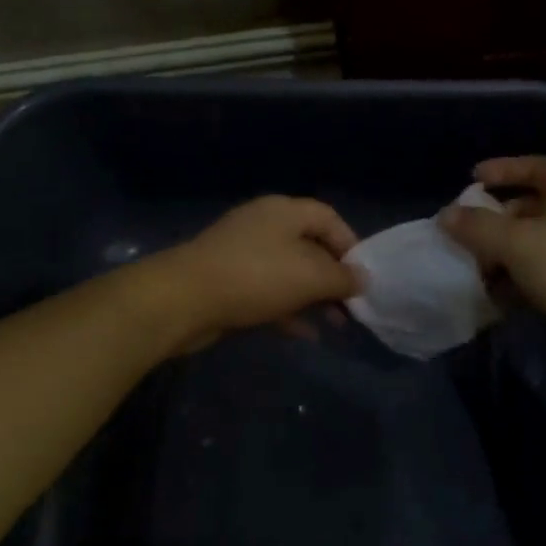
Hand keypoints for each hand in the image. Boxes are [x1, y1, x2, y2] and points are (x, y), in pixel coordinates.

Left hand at [150, 195, 362, 347]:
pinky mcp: (227, 281)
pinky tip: (304, 334)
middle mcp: (264, 225)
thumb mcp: (310, 277)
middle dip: (333, 278)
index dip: (351, 245)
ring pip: (289, 272)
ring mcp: (242, 253)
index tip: (363, 277)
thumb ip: (342, 278)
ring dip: (314, 297)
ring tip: (335, 325)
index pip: (329, 218)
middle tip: (351, 307)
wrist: (181, 300)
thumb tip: (362, 278)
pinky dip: (288, 309)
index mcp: (285, 211)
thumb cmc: (255, 277)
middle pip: (310, 246)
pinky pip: (267, 292)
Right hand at [439, 156, 545, 385]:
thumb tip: (446, 214)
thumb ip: (478, 226)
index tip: (473, 177)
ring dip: (503, 253)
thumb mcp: (517, 242)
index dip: (505, 168)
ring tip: (473, 266)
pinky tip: (495, 295)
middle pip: (531, 207)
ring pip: (533, 244)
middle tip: (466, 230)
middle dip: (497, 218)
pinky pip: (540, 274)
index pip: (537, 166)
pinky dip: (517, 280)